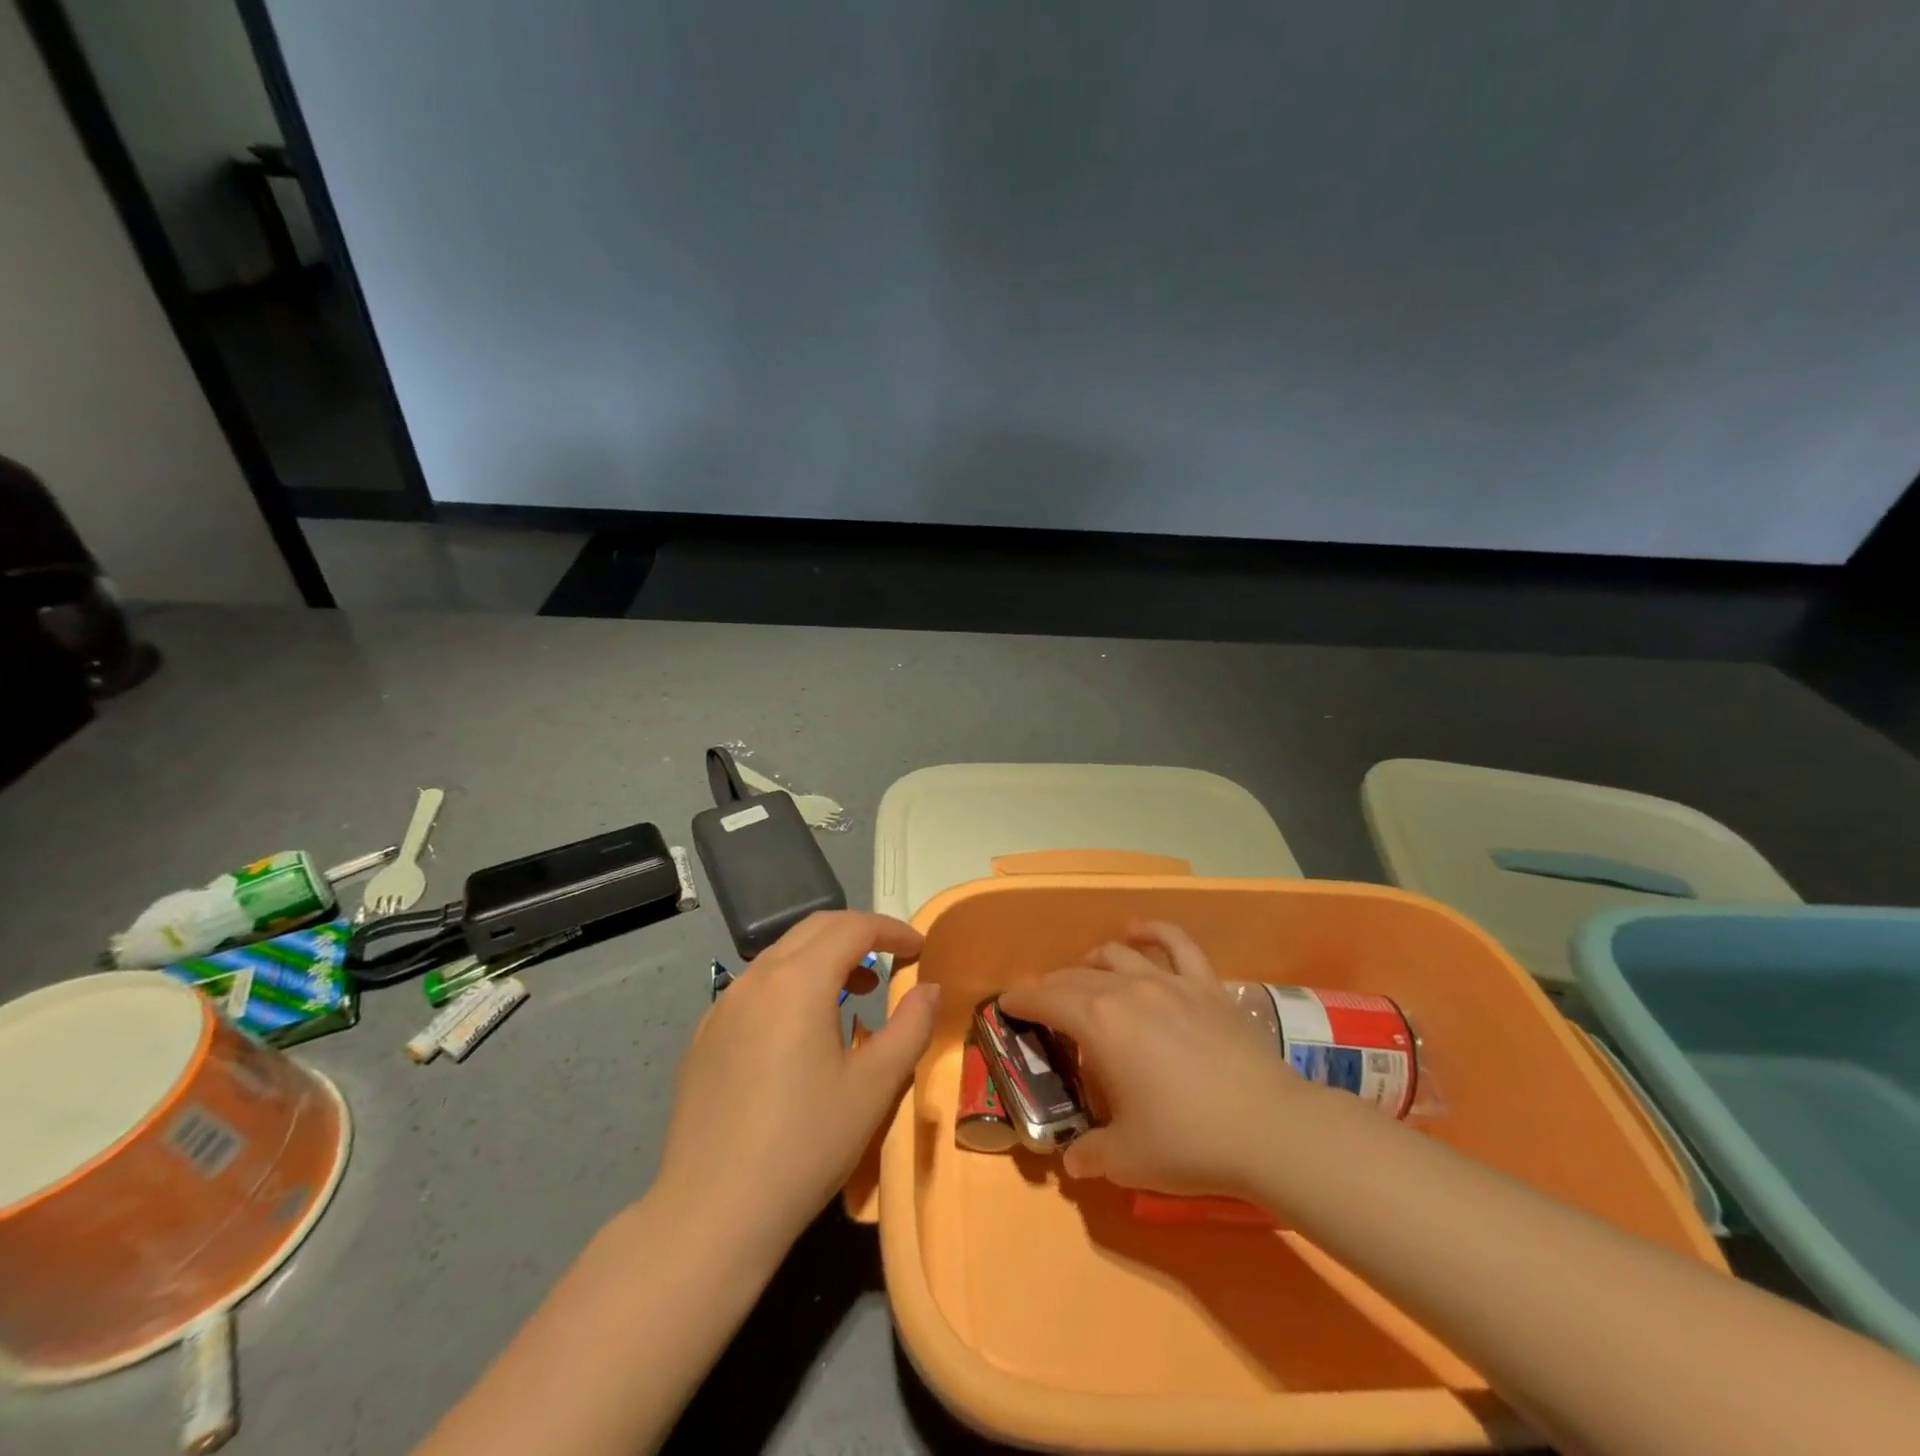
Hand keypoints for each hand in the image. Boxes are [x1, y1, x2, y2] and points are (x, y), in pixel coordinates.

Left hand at [653, 911, 937, 1265]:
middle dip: (858, 934)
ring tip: (852, 993)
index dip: (892, 930)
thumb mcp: (875, 1086)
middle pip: (814, 930)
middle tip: (891, 961)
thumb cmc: (805, 1145)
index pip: (853, 927)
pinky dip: (790, 984)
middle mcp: (756, 978)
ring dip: (823, 959)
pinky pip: (755, 987)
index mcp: (798, 980)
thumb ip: (911, 1027)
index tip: (920, 949)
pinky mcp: (704, 1036)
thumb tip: (930, 989)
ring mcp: (723, 1006)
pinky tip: (800, 1032)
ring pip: (781, 955)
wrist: (711, 1214)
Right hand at [999, 920, 1307, 1198]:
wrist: (1270, 1128)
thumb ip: (1089, 1155)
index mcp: (1099, 1023)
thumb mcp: (1126, 1159)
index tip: (1006, 1004)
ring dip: (1091, 960)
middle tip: (1040, 1001)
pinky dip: (1154, 931)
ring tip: (1083, 972)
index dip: (1022, 1000)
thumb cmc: (1188, 1141)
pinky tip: (1140, 930)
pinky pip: (1177, 943)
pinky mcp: (1206, 985)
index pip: (1047, 1000)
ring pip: (1118, 955)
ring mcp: (1170, 982)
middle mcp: (1127, 990)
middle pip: (1076, 977)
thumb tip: (1072, 1159)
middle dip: (1050, 986)